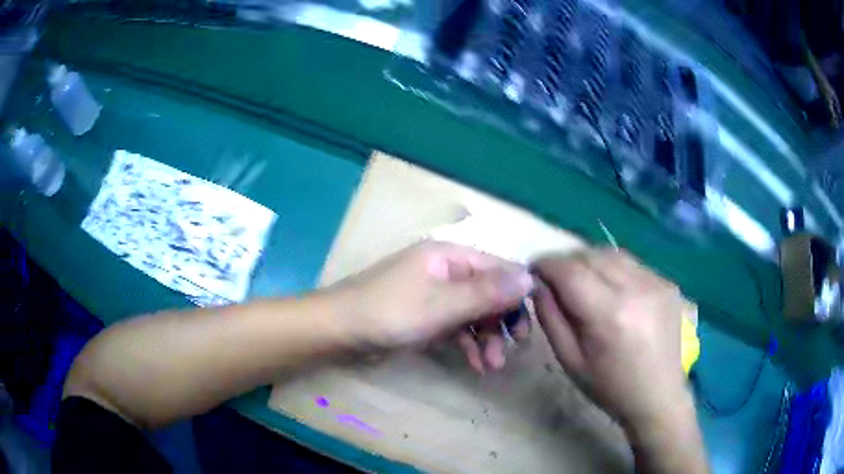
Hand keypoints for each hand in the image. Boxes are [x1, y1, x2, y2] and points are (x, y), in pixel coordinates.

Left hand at [332, 240, 533, 370]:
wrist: (338, 332)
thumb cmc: (390, 312)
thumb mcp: (442, 304)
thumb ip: (487, 292)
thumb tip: (531, 278)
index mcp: (450, 256)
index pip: (498, 268)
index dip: (518, 293)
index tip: (531, 325)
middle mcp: (446, 270)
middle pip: (489, 292)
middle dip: (502, 322)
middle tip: (515, 350)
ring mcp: (435, 295)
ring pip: (474, 313)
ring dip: (487, 338)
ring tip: (492, 367)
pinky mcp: (425, 317)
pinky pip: (457, 327)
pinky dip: (468, 344)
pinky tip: (476, 364)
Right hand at [531, 249, 689, 427]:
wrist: (657, 396)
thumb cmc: (609, 387)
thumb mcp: (569, 360)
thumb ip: (550, 318)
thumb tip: (538, 284)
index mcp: (609, 315)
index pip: (570, 272)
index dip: (546, 265)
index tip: (533, 270)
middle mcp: (636, 289)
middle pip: (591, 256)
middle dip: (567, 262)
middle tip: (556, 279)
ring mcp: (656, 283)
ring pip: (612, 254)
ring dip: (590, 262)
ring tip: (583, 281)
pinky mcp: (667, 283)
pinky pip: (632, 264)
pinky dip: (614, 270)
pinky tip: (613, 290)